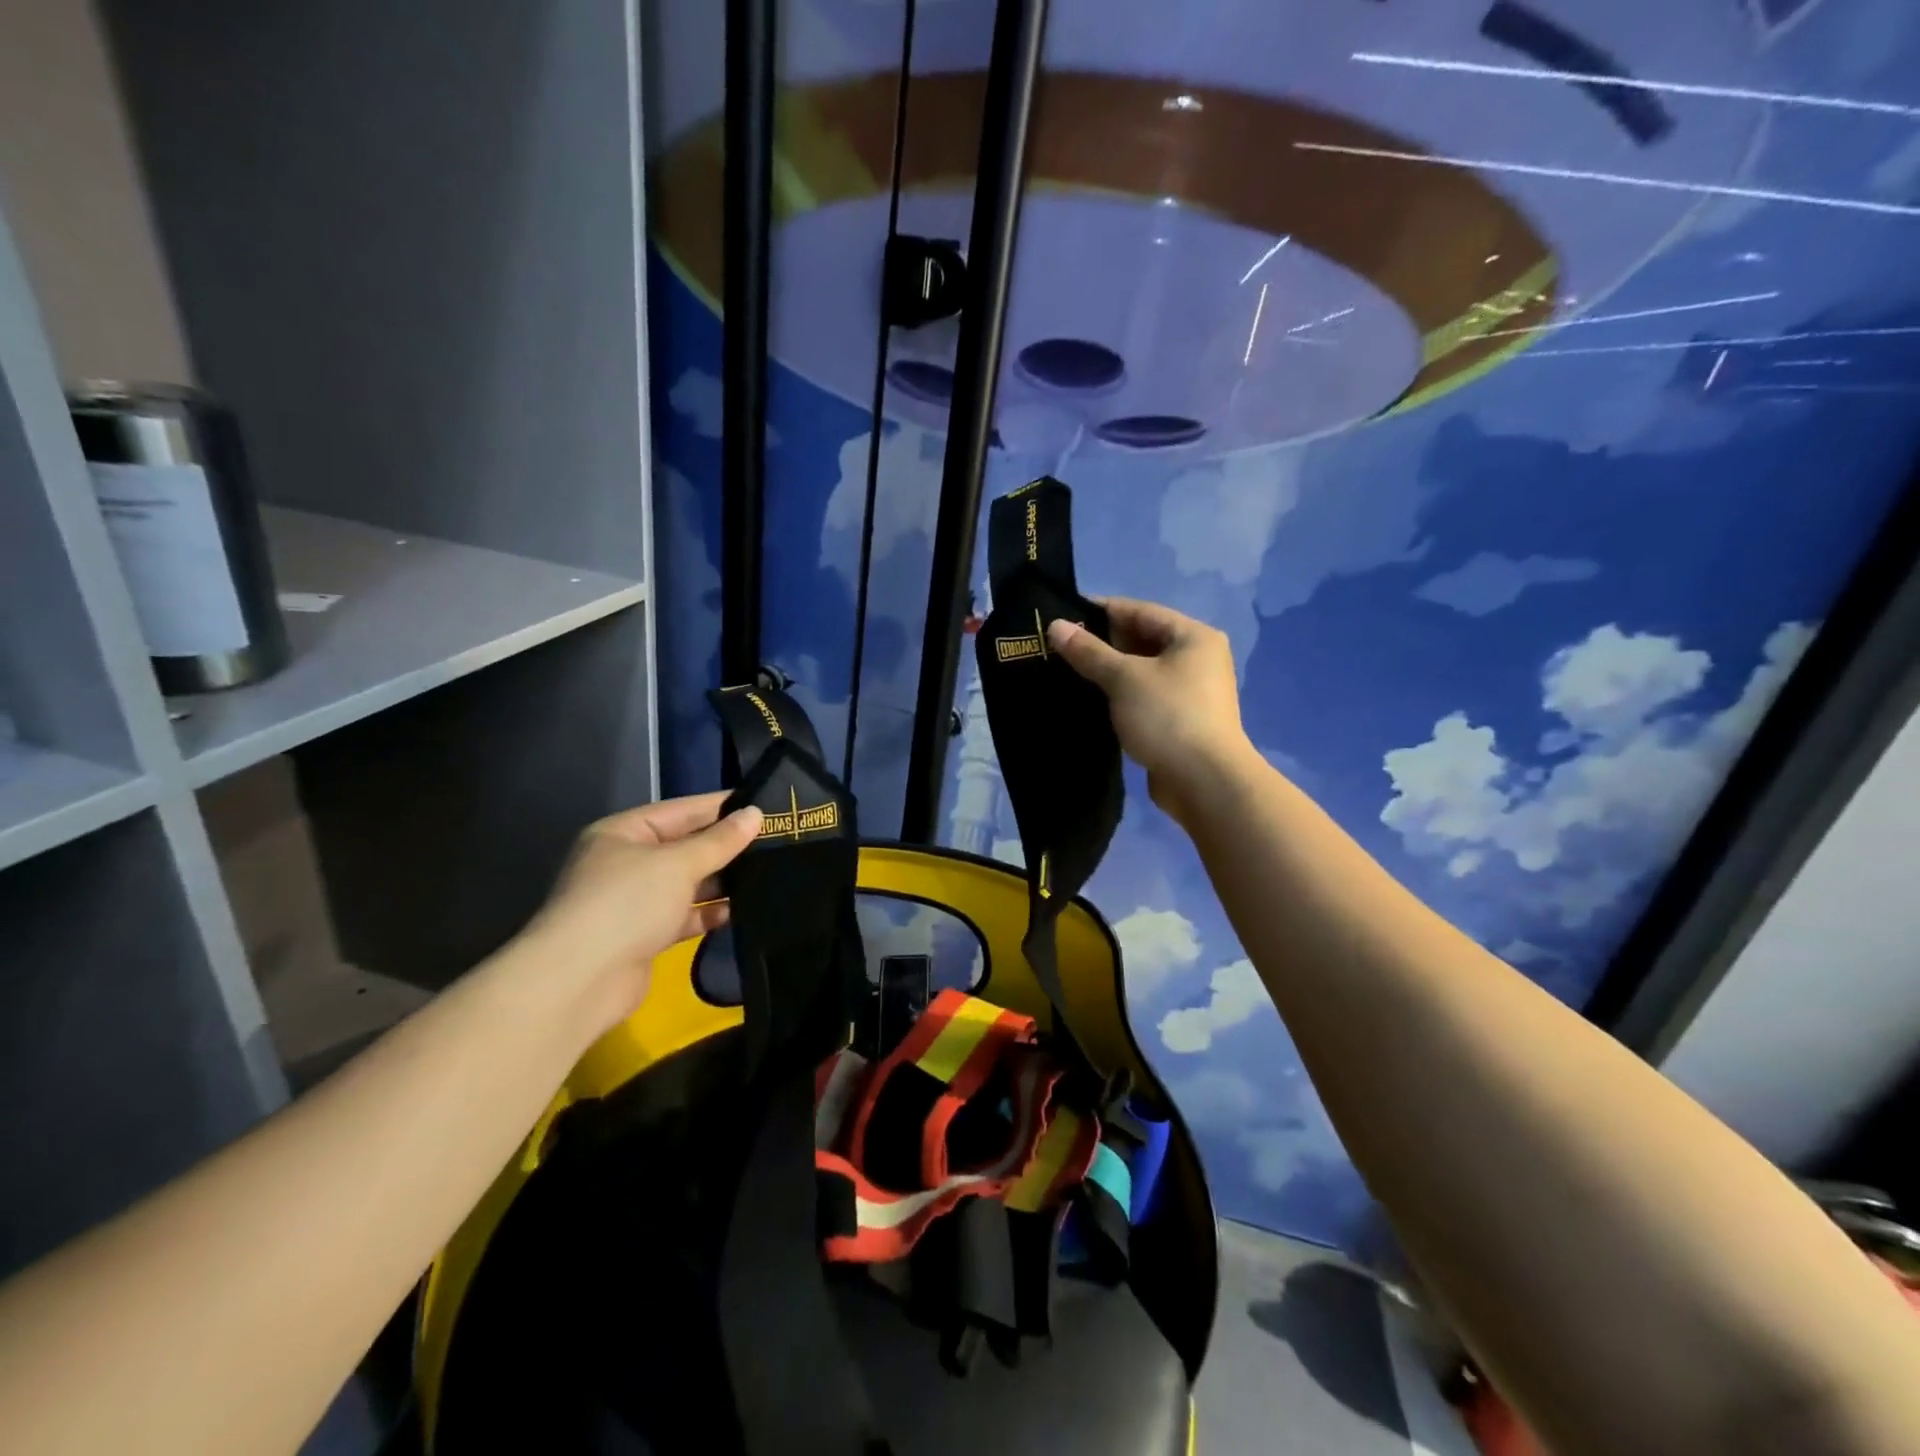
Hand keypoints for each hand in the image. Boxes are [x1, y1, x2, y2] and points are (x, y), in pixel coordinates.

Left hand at [518, 792, 763, 1029]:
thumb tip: (755, 813)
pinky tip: (739, 910)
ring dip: (721, 881)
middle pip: (685, 846)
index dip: (721, 806)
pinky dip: (708, 912)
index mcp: (623, 833)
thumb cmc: (627, 903)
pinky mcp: (644, 936)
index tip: (765, 803)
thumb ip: (720, 841)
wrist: (580, 981)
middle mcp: (626, 863)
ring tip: (768, 873)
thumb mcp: (678, 863)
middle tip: (775, 840)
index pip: (681, 810)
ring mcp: (634, 902)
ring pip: (687, 883)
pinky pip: (684, 915)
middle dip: (725, 846)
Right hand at [1047, 598, 1255, 821]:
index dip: (1100, 610)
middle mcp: (1198, 658)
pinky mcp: (1181, 720)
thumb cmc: (1167, 717)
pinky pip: (1144, 696)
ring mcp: (1191, 692)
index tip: (1063, 613)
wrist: (1204, 782)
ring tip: (1067, 671)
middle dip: (1102, 643)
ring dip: (1109, 671)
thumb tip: (1055, 626)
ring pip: (1141, 671)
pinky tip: (1090, 700)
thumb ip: (1089, 651)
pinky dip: (1120, 695)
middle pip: (1142, 640)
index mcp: (1193, 636)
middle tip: (1059, 646)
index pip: (1139, 611)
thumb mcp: (1123, 678)